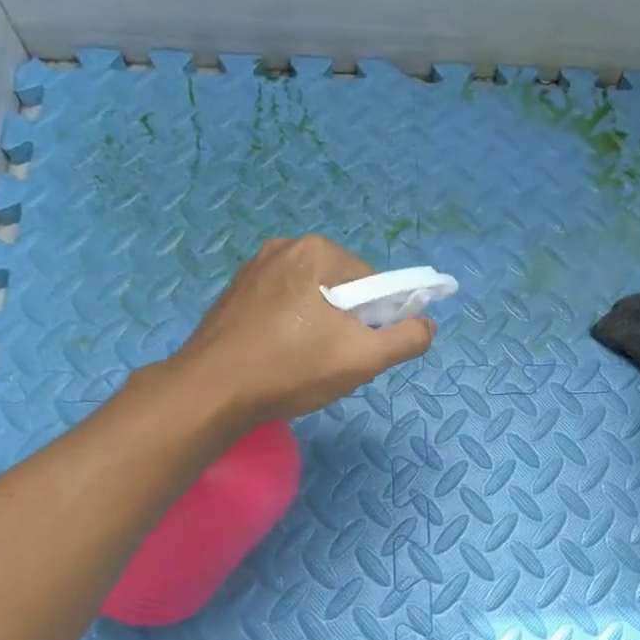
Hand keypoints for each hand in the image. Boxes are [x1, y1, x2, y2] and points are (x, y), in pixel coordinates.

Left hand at [164, 236, 434, 422]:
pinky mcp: (235, 291)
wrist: (212, 391)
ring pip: (312, 298)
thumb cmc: (292, 369)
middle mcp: (285, 247)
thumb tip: (427, 325)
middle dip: (347, 323)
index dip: (378, 320)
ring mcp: (254, 268)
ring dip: (320, 326)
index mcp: (319, 252)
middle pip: (343, 288)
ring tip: (305, 363)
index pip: (374, 283)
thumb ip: (406, 339)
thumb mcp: (363, 359)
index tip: (362, 350)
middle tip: (334, 361)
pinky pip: (282, 304)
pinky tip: (280, 356)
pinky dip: (291, 327)